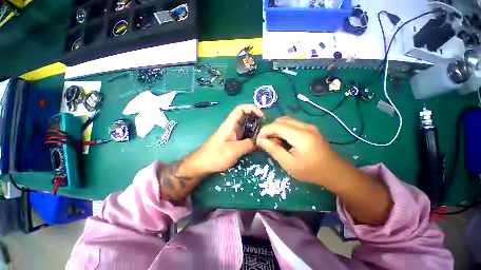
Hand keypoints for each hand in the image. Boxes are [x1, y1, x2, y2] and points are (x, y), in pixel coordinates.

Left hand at [181, 105, 263, 176]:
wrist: (202, 165)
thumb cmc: (215, 156)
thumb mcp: (234, 150)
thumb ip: (248, 145)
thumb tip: (259, 142)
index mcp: (230, 124)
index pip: (241, 109)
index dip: (252, 108)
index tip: (262, 116)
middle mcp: (233, 127)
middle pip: (246, 118)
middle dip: (257, 121)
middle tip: (266, 129)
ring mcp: (233, 134)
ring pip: (247, 128)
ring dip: (255, 131)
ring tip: (264, 138)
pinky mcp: (234, 141)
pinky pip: (245, 137)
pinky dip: (252, 139)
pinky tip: (257, 146)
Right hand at [256, 116, 340, 185]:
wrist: (334, 171)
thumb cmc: (310, 171)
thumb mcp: (289, 164)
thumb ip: (274, 150)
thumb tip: (261, 140)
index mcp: (301, 136)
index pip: (277, 126)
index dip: (265, 131)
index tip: (259, 140)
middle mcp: (306, 127)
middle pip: (281, 120)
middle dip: (270, 129)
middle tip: (266, 142)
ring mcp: (309, 126)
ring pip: (286, 120)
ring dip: (276, 128)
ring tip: (274, 141)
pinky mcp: (310, 128)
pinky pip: (292, 123)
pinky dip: (283, 129)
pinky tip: (283, 139)